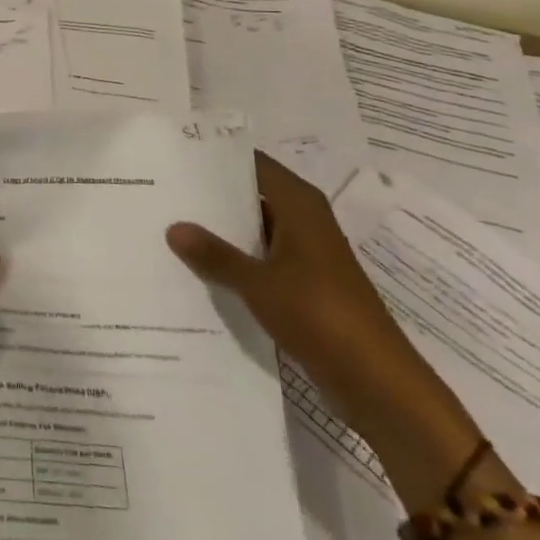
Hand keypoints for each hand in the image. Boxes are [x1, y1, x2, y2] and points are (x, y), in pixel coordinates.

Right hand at [165, 155, 479, 496]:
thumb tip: (173, 227)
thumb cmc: (320, 314)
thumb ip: (215, 254)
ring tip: (170, 225)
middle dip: (211, 196)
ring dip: (221, 231)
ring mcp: (305, 254)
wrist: (376, 381)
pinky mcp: (304, 285)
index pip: (253, 164)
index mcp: (300, 204)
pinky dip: (235, 260)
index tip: (175, 157)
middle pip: (252, 195)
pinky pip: (261, 259)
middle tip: (163, 191)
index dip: (217, 159)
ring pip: (254, 230)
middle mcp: (304, 220)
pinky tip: (198, 267)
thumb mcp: (258, 282)